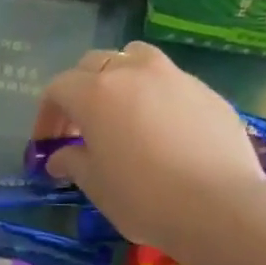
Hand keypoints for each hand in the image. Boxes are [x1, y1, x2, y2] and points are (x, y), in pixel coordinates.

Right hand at [34, 42, 265, 259]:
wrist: (218, 205)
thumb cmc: (143, 198)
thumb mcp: (97, 186)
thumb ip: (73, 163)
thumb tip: (59, 157)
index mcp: (96, 93)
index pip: (58, 88)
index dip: (47, 115)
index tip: (47, 143)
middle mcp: (133, 72)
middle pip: (94, 65)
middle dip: (80, 92)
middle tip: (80, 129)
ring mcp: (174, 76)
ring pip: (136, 59)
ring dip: (120, 80)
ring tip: (122, 115)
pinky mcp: (207, 91)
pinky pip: (170, 82)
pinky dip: (155, 97)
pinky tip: (162, 132)